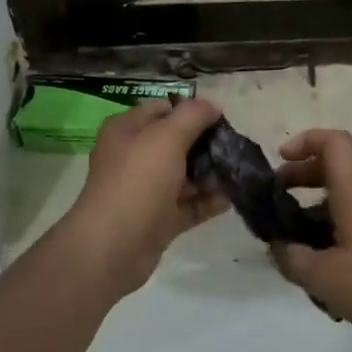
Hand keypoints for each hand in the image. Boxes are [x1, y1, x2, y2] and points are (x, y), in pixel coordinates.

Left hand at [60, 98, 226, 297]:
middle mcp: (134, 156)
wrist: (113, 246)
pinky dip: (207, 201)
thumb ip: (192, 116)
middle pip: (175, 142)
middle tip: (234, 147)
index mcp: (127, 130)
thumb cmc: (138, 181)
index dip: (191, 111)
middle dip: (205, 144)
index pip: (162, 109)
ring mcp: (145, 190)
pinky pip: (187, 205)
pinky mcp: (157, 219)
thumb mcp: (166, 137)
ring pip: (183, 175)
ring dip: (210, 174)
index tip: (221, 119)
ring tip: (239, 172)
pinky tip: (230, 199)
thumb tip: (212, 105)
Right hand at [270, 129, 351, 348]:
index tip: (282, 158)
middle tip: (280, 197)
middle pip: (337, 168)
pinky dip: (340, 225)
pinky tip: (331, 262)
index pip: (334, 142)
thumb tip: (278, 246)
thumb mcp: (323, 278)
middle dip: (304, 176)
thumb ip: (292, 258)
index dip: (306, 140)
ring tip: (300, 238)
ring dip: (320, 205)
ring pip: (350, 196)